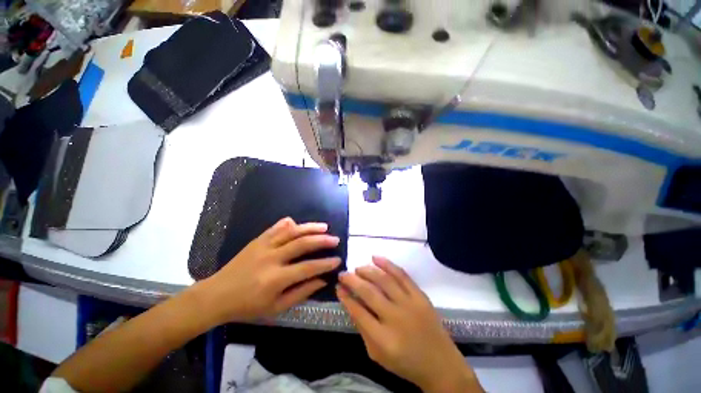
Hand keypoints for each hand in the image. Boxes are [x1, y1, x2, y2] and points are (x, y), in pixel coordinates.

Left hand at [199, 217, 340, 324]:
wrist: (216, 296)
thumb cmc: (247, 306)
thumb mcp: (276, 308)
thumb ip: (301, 293)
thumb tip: (321, 280)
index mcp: (276, 279)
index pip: (307, 267)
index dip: (325, 264)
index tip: (338, 260)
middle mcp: (271, 258)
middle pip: (302, 244)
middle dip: (322, 241)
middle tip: (335, 239)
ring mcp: (263, 246)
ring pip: (291, 232)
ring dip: (309, 228)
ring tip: (324, 227)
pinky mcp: (257, 240)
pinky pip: (275, 228)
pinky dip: (288, 224)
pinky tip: (298, 222)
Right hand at [337, 257, 482, 392]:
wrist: (441, 364)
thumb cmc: (405, 363)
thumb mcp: (377, 355)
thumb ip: (363, 329)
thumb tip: (351, 303)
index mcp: (384, 339)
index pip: (358, 312)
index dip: (345, 297)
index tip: (338, 287)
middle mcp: (396, 318)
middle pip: (369, 292)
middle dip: (352, 280)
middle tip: (343, 274)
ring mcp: (410, 304)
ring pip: (384, 279)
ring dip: (367, 270)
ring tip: (358, 268)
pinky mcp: (420, 296)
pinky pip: (402, 275)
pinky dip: (387, 264)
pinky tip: (376, 258)